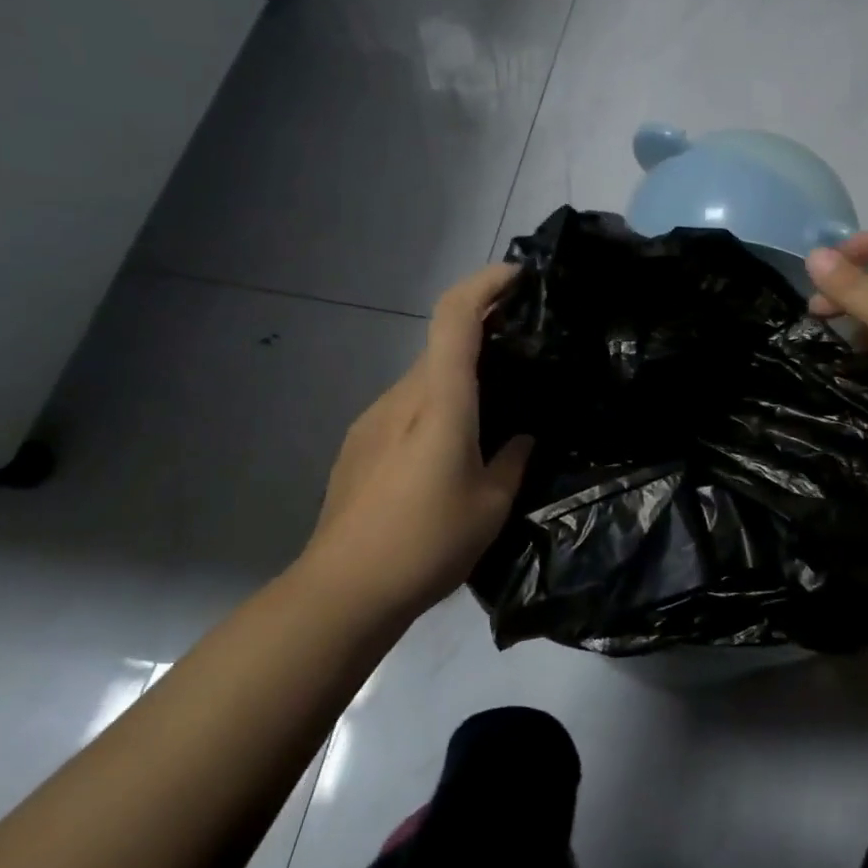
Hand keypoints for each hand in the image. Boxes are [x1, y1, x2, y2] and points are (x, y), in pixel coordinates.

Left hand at [302, 264, 532, 611]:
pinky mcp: (359, 443)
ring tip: (492, 414)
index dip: (485, 284)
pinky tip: (448, 452)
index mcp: (440, 401)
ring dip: (459, 380)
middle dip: (483, 337)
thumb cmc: (427, 542)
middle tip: (524, 355)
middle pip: (443, 345)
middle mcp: (402, 396)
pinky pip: (405, 408)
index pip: (455, 316)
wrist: (343, 590)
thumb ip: (513, 460)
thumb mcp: (491, 505)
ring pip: (424, 379)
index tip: (519, 277)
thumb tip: (523, 436)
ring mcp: (373, 418)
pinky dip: (434, 408)